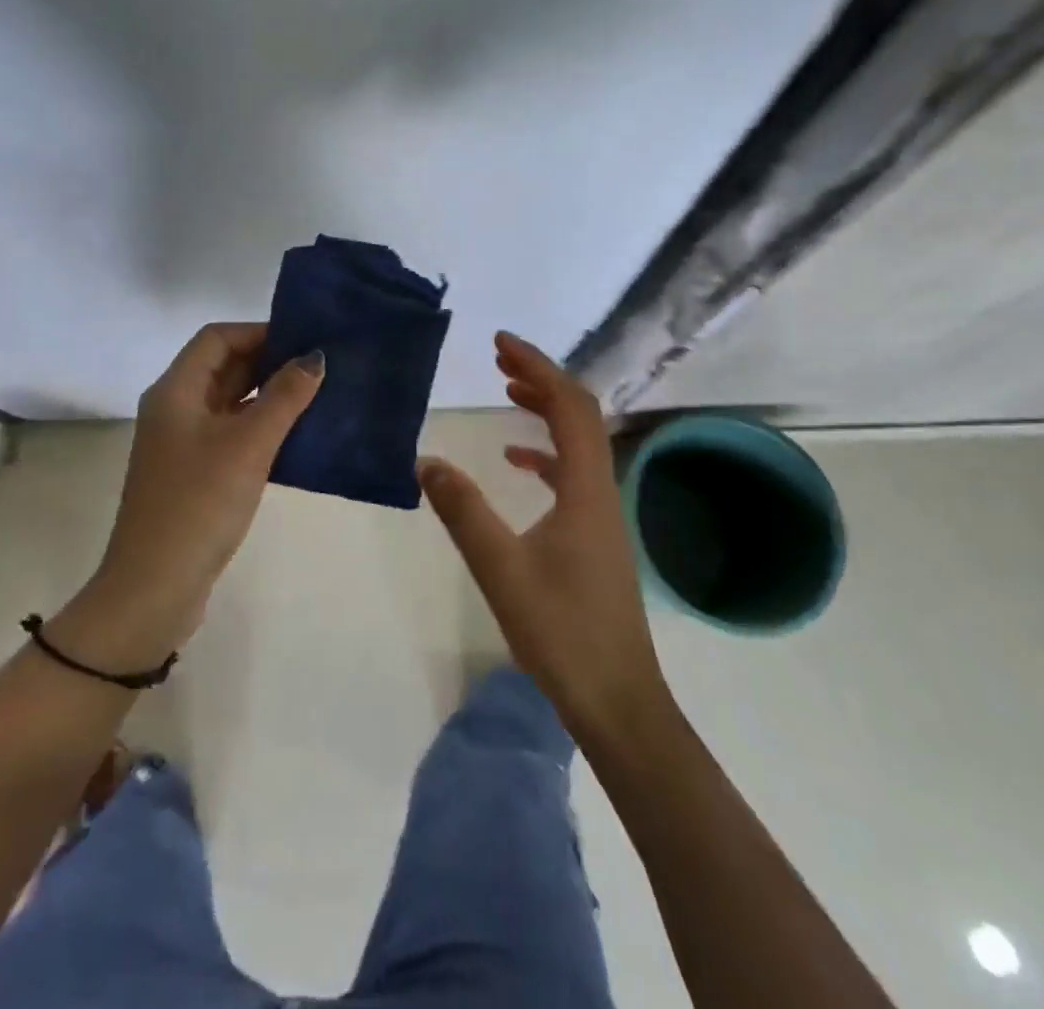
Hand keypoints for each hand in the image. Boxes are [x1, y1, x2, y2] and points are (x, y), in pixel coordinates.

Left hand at [53, 323, 323, 671]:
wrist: (155, 587)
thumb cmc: (199, 504)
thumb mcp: (248, 445)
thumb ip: (284, 397)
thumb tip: (315, 357)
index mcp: (175, 391)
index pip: (217, 338)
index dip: (259, 332)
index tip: (304, 339)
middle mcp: (174, 409)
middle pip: (223, 367)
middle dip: (269, 362)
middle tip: (319, 367)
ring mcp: (182, 443)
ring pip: (229, 402)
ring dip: (268, 396)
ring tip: (317, 396)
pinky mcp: (194, 473)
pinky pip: (231, 433)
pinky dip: (261, 427)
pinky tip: (296, 436)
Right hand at [419, 331, 666, 745]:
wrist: (617, 700)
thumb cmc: (562, 633)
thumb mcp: (501, 569)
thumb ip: (463, 512)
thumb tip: (426, 461)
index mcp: (585, 488)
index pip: (569, 406)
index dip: (537, 367)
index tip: (501, 343)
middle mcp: (602, 490)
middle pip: (580, 415)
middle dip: (542, 379)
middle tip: (500, 360)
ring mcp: (603, 514)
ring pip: (579, 443)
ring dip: (546, 411)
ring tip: (508, 394)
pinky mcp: (596, 536)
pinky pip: (573, 474)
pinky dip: (546, 453)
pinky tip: (517, 462)